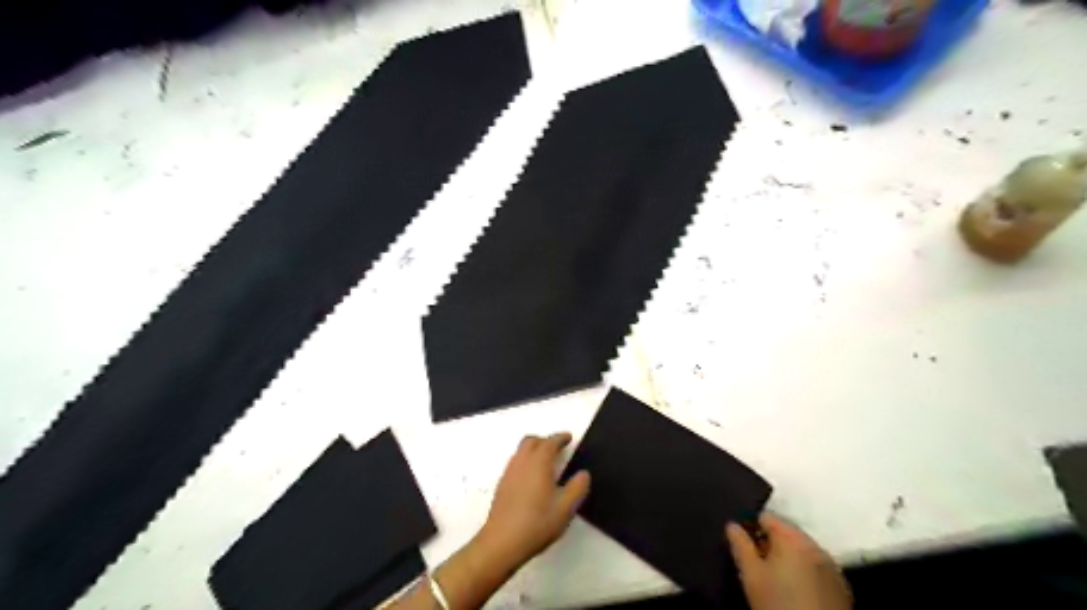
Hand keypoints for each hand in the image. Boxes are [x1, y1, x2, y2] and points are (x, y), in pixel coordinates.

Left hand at [478, 434, 590, 565]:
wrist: (501, 542)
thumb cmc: (537, 523)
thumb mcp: (566, 508)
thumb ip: (577, 488)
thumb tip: (583, 474)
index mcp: (539, 463)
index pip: (550, 442)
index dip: (560, 438)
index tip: (568, 437)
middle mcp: (522, 462)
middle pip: (532, 441)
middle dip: (545, 440)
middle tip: (557, 447)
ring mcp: (509, 472)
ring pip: (521, 451)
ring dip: (534, 449)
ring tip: (546, 461)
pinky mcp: (502, 484)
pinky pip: (515, 462)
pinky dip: (526, 460)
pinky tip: (532, 478)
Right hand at [725, 515, 852, 609]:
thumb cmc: (778, 603)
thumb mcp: (751, 575)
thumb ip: (740, 545)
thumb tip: (732, 525)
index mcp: (792, 538)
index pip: (767, 517)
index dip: (751, 527)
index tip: (743, 544)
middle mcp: (815, 545)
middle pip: (786, 533)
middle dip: (771, 543)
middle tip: (758, 563)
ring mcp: (832, 566)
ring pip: (802, 550)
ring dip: (789, 557)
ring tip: (777, 578)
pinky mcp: (841, 587)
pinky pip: (817, 568)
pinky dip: (805, 571)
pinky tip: (797, 590)